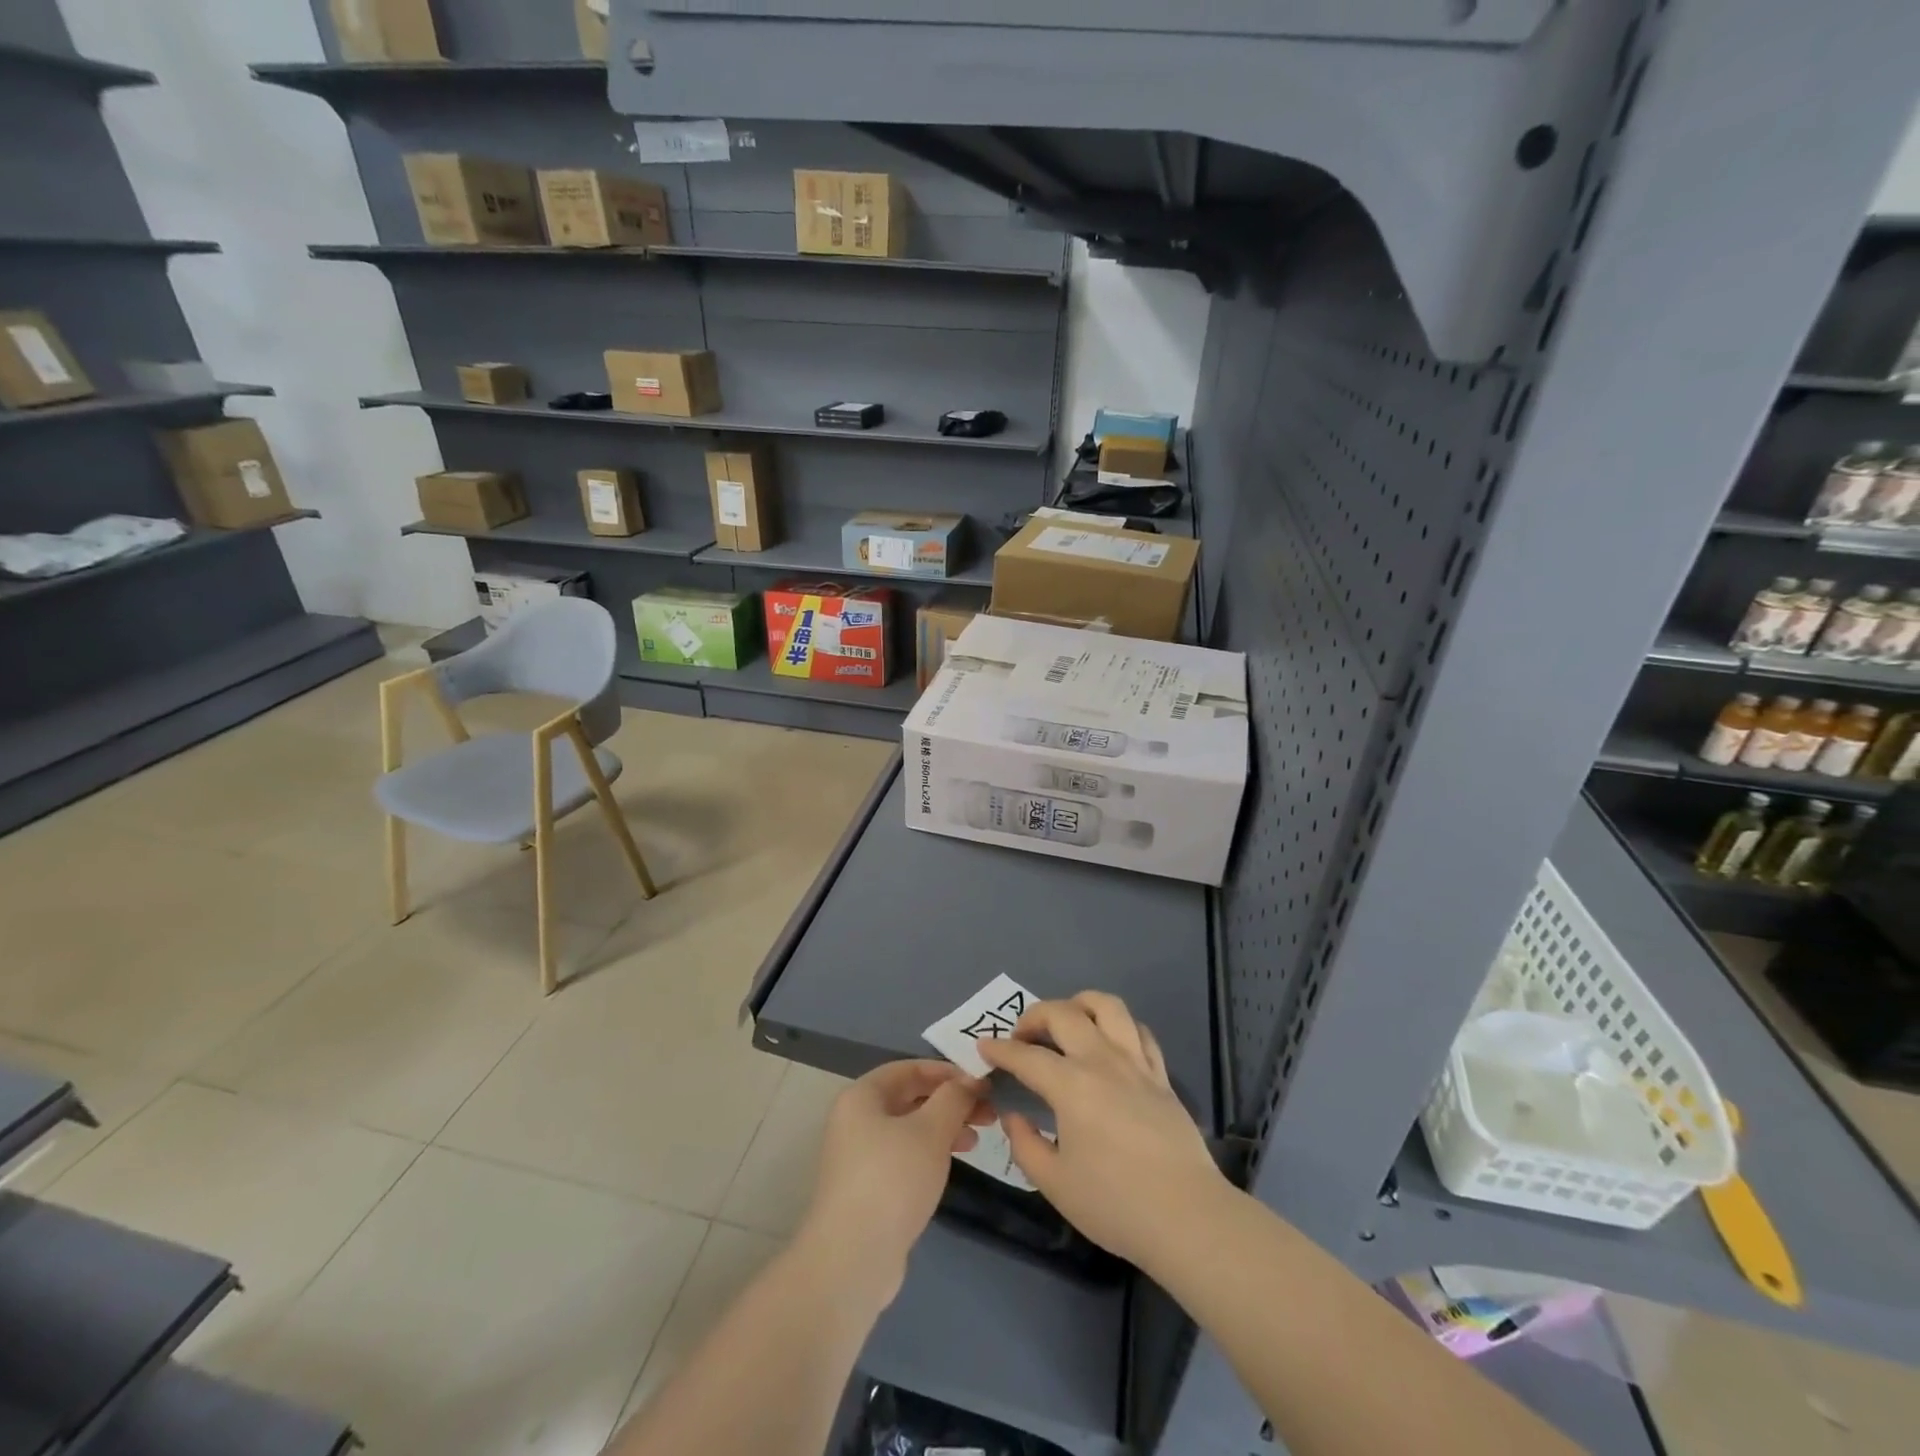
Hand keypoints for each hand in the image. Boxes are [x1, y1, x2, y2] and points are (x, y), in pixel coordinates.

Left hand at [797, 1061, 990, 1304]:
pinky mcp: (869, 1188)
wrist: (853, 1259)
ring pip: (910, 1128)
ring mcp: (860, 1156)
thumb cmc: (892, 1179)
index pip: (909, 1068)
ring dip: (945, 1127)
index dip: (947, 1071)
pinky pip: (905, 1156)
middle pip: (910, 1097)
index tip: (981, 1082)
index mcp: (862, 1096)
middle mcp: (856, 1119)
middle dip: (950, 1101)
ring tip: (977, 1138)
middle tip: (988, 1111)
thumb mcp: (930, 1130)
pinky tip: (953, 1163)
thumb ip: (953, 1098)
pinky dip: (931, 1152)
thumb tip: (969, 1080)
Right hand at [978, 993, 1226, 1270]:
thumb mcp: (1055, 1184)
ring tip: (1067, 1022)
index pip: (1026, 1056)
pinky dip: (1118, 1026)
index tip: (983, 1047)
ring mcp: (1136, 1063)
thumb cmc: (1115, 1204)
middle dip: (1034, 1016)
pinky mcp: (1160, 1075)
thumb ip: (1025, 1145)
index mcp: (1071, 1085)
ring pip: (1107, 1006)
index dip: (1000, 1050)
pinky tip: (1109, 1043)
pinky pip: (1139, 1031)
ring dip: (1079, 1004)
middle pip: (1064, 1014)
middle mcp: (1102, 1061)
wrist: (1187, 1217)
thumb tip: (1013, 1117)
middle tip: (1021, 1036)